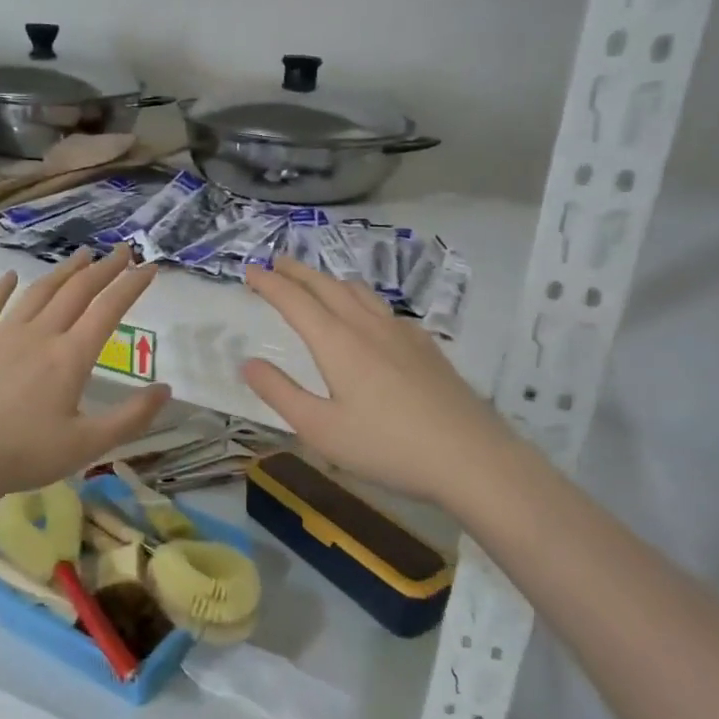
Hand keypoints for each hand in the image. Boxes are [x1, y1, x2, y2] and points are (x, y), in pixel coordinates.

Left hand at [0, 247, 171, 503]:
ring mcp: (2, 335)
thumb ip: (131, 418)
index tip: (149, 267)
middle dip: (103, 269)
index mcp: (70, 357)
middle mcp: (40, 335)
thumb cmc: (21, 455)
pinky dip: (2, 288)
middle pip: (76, 292)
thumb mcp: (87, 446)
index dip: (131, 286)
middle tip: (122, 251)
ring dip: (63, 271)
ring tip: (81, 255)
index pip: (108, 310)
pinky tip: (10, 276)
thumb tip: (166, 390)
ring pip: (38, 292)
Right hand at [242, 259, 516, 508]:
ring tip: (318, 282)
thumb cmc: (386, 446)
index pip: (295, 300)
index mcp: (337, 342)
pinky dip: (362, 301)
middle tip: (277, 262)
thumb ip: (281, 393)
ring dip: (331, 281)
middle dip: (298, 272)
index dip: (269, 283)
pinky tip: (369, 318)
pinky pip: (385, 309)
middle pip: (328, 287)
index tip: (249, 270)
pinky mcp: (426, 347)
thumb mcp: (321, 429)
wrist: (470, 456)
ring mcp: (402, 333)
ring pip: (360, 292)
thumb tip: (248, 362)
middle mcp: (368, 326)